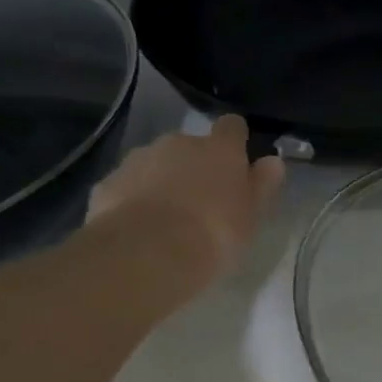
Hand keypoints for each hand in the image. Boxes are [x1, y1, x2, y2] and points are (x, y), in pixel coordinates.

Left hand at [89, 116, 285, 297]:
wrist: (147, 254)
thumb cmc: (213, 234)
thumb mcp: (251, 216)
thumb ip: (261, 185)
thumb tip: (272, 162)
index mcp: (218, 149)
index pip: (232, 127)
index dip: (235, 141)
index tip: (237, 161)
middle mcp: (177, 143)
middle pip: (190, 146)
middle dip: (195, 166)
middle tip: (202, 203)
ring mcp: (138, 160)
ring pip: (156, 164)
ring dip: (163, 182)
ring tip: (167, 221)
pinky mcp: (108, 183)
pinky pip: (128, 186)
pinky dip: (134, 200)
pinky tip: (139, 230)